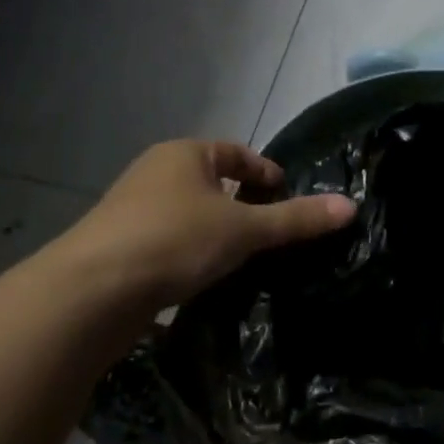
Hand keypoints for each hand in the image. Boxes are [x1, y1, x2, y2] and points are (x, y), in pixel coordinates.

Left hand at [74, 140, 355, 308]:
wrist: (92, 291)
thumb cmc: (174, 241)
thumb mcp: (244, 230)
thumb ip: (296, 219)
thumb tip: (351, 206)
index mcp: (184, 154)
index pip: (236, 152)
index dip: (266, 172)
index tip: (288, 200)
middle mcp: (155, 173)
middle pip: (212, 182)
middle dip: (243, 205)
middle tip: (273, 234)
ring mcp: (133, 210)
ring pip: (190, 214)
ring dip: (217, 232)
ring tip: (244, 260)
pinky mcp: (120, 246)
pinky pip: (170, 242)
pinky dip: (192, 254)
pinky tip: (205, 280)